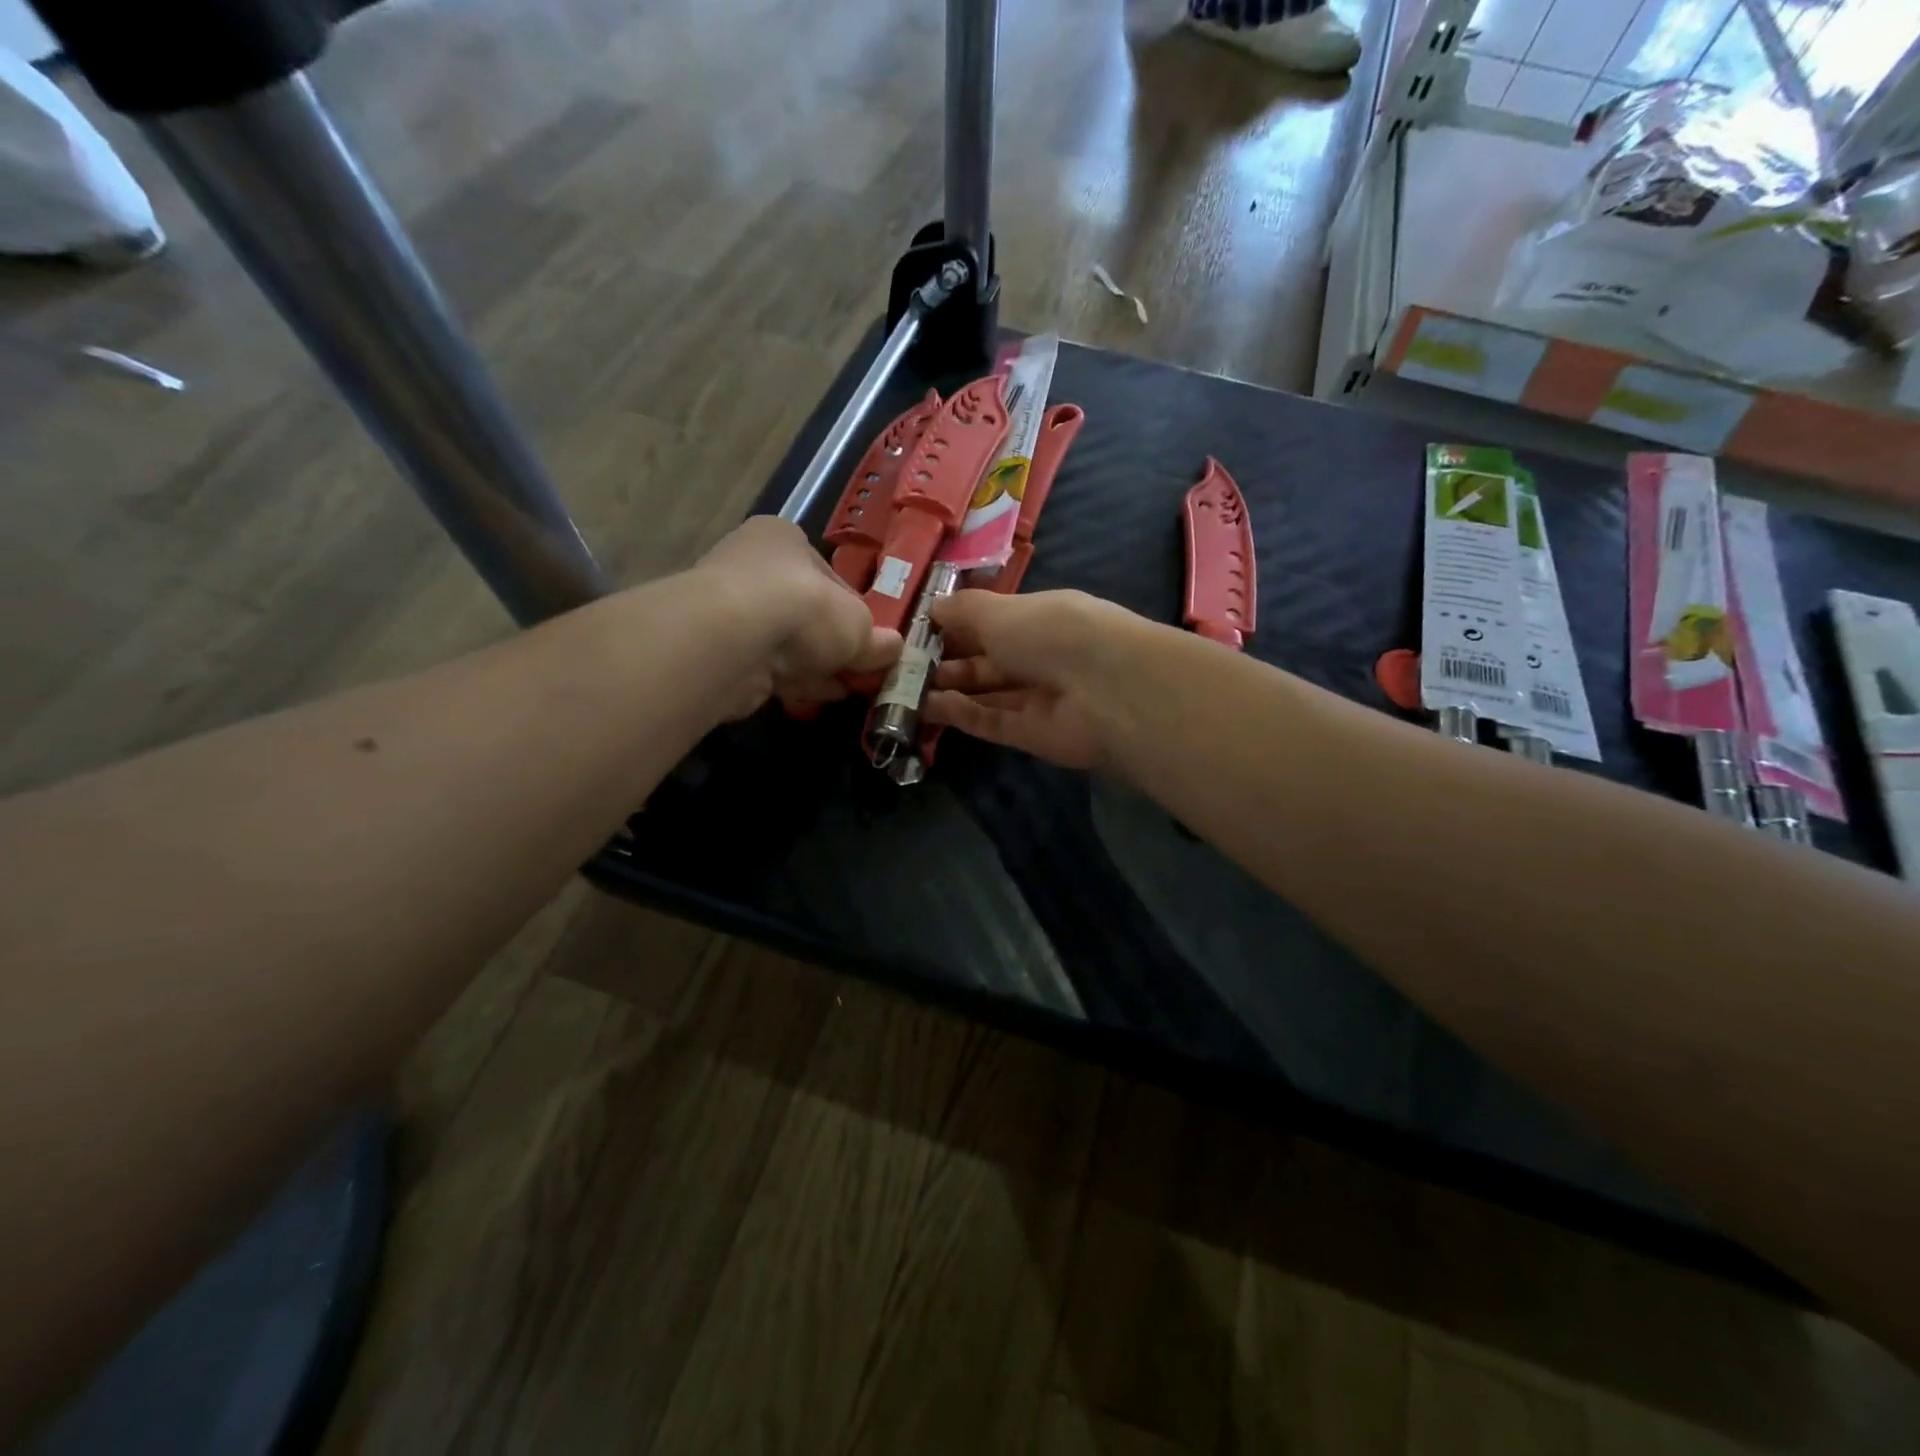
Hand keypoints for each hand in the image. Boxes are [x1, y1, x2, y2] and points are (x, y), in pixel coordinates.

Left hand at [693, 516, 900, 714]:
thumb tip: (894, 648)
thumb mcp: (858, 623)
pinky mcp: (719, 650)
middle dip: (833, 644)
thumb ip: (876, 639)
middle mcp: (751, 565)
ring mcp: (730, 609)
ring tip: (846, 688)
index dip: (855, 612)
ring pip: (786, 642)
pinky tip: (817, 696)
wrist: (733, 640)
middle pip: (805, 611)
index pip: (829, 577)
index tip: (870, 641)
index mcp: (783, 540)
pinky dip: (792, 680)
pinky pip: (767, 666)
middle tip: (860, 670)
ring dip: (815, 665)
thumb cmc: (804, 607)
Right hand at [922, 589, 1142, 769]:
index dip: (956, 625)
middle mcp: (1038, 656)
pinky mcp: (1030, 734)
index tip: (917, 629)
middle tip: (901, 663)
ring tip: (902, 686)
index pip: (992, 621)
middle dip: (946, 660)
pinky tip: (927, 706)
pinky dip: (960, 714)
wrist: (1105, 689)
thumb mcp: (1000, 610)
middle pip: (985, 660)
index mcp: (1038, 618)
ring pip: (984, 693)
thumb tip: (934, 608)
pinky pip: (989, 720)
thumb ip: (964, 611)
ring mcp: (1035, 697)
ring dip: (948, 689)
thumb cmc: (1051, 632)